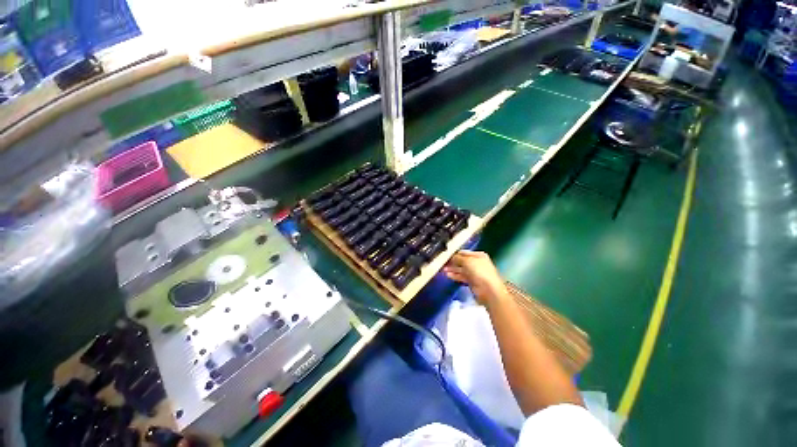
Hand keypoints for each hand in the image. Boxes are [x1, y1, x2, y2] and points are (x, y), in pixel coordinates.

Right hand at [443, 250, 507, 304]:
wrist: (489, 290)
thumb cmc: (480, 271)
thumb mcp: (467, 261)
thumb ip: (458, 258)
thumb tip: (452, 257)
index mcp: (478, 255)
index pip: (464, 253)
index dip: (455, 254)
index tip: (446, 255)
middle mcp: (477, 263)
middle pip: (462, 261)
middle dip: (453, 262)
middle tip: (443, 263)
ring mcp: (475, 273)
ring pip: (461, 269)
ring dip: (452, 269)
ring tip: (443, 269)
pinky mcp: (472, 281)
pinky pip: (462, 277)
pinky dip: (455, 276)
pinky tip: (448, 275)